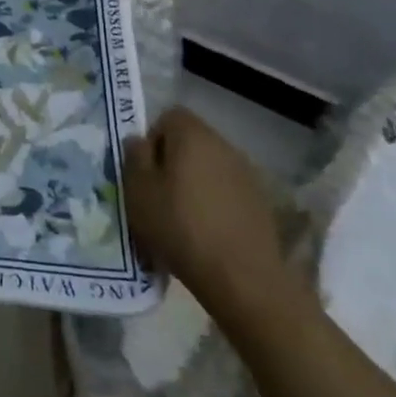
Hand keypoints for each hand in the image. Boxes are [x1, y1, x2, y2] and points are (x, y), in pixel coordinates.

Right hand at [123, 107, 299, 326]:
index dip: (153, 140)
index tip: (146, 172)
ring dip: (196, 183)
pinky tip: (209, 233)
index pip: (168, 117)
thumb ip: (134, 157)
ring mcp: (247, 174)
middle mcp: (223, 145)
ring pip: (210, 167)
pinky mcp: (261, 203)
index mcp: (192, 135)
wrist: (243, 279)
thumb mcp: (139, 191)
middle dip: (174, 162)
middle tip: (160, 196)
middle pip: (191, 142)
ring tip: (184, 218)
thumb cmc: (181, 227)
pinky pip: (228, 191)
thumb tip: (138, 140)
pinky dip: (216, 203)